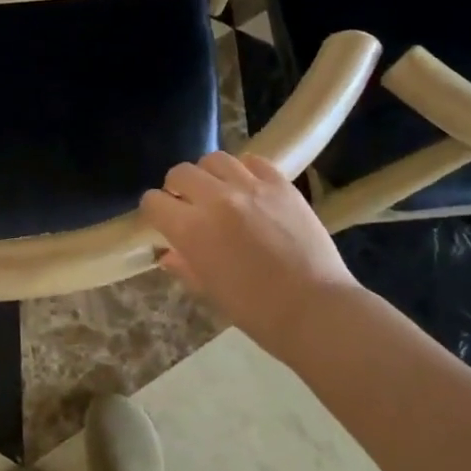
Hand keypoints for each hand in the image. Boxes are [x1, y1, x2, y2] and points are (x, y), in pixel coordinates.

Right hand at [141, 152, 360, 359]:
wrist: (316, 311)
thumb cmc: (256, 312)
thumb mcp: (210, 291)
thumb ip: (185, 265)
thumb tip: (168, 253)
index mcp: (191, 230)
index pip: (154, 201)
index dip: (154, 210)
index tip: (162, 219)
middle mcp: (215, 199)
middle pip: (180, 172)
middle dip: (177, 187)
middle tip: (188, 203)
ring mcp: (250, 187)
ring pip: (214, 159)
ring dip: (209, 174)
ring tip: (219, 190)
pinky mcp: (280, 184)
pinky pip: (253, 161)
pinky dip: (245, 171)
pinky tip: (250, 189)